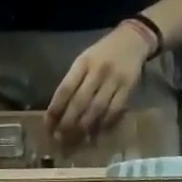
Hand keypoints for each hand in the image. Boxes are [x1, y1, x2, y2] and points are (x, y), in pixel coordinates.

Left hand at [48, 23, 150, 138]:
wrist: (133, 39)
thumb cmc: (102, 54)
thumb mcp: (84, 60)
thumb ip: (72, 83)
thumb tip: (58, 113)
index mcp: (83, 63)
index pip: (65, 89)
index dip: (55, 110)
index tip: (48, 126)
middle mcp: (98, 71)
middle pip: (79, 102)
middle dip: (67, 124)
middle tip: (59, 139)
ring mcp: (114, 80)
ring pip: (96, 110)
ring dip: (83, 128)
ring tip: (74, 142)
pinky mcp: (128, 89)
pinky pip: (113, 111)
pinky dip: (103, 125)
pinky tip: (94, 136)